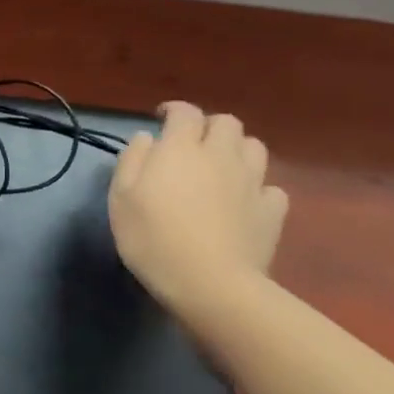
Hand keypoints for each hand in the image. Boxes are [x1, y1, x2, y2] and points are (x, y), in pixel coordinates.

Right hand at [108, 103, 287, 314]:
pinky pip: (271, 187)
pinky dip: (257, 187)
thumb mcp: (121, 197)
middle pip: (226, 122)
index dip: (174, 110)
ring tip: (220, 167)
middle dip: (209, 126)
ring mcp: (252, 182)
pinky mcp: (273, 211)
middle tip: (191, 144)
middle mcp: (220, 156)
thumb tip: (146, 138)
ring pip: (254, 147)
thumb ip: (132, 160)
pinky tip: (243, 201)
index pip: (185, 112)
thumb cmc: (153, 237)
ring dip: (236, 149)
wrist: (210, 283)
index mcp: (180, 148)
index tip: (161, 119)